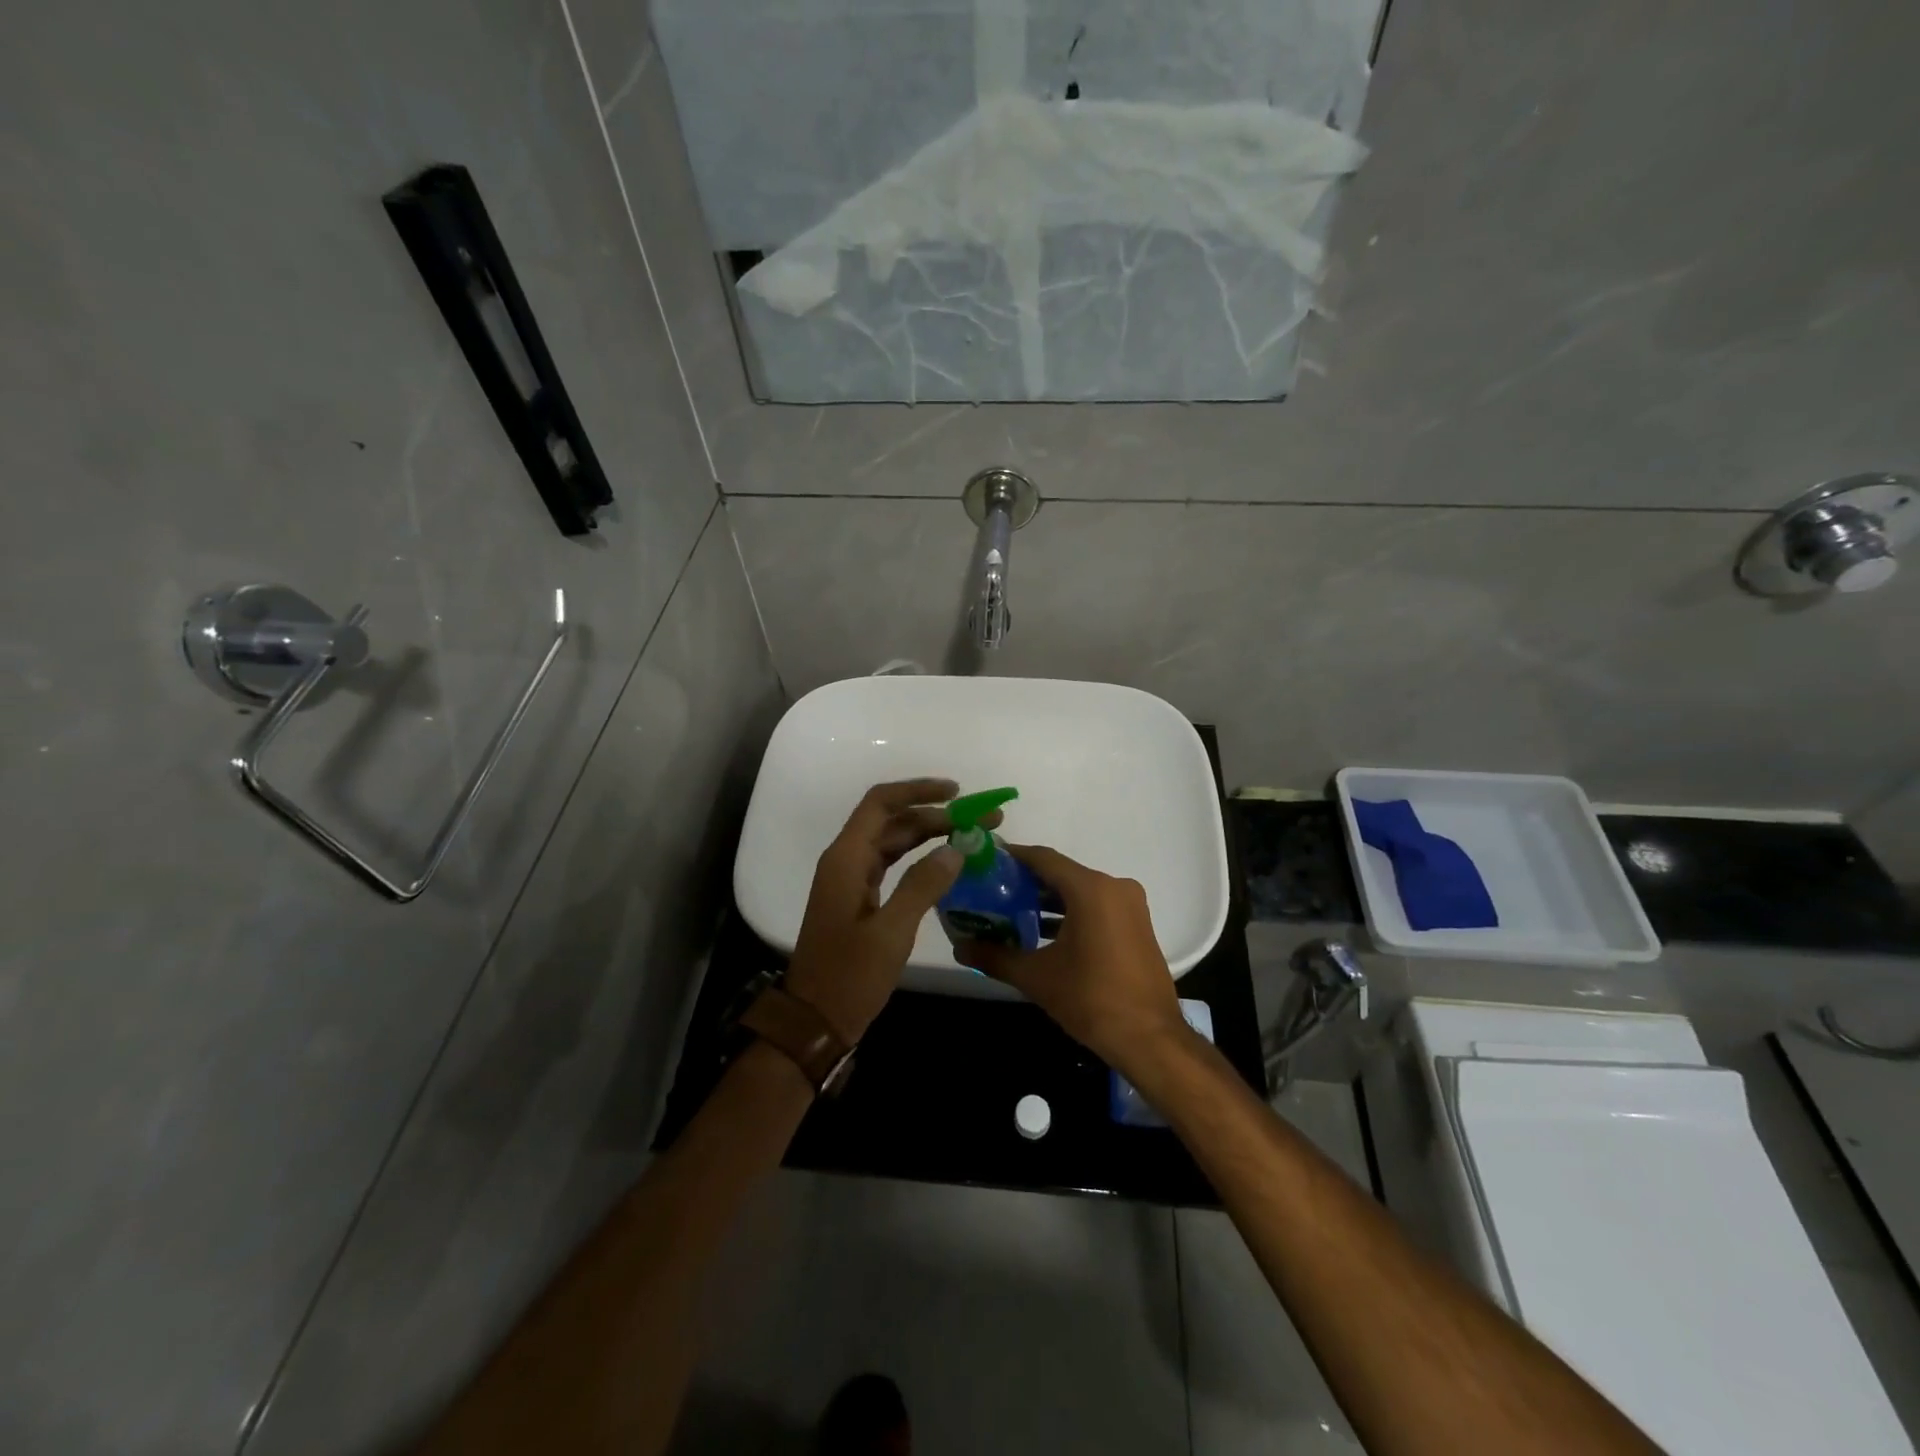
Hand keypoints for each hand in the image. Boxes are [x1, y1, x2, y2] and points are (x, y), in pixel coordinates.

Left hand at [785, 778, 993, 1043]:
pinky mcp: (860, 899)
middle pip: (892, 821)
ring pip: (894, 842)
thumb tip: (956, 848)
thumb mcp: (891, 932)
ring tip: (972, 836)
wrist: (815, 1022)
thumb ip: (922, 885)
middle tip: (981, 821)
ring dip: (930, 835)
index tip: (956, 792)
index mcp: (846, 859)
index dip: (917, 790)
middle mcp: (846, 860)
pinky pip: (892, 864)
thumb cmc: (849, 977)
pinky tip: (947, 864)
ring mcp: (851, 880)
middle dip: (936, 815)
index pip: (881, 803)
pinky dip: (920, 859)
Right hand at [955, 845, 1189, 1074]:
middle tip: (991, 892)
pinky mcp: (1137, 925)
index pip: (1043, 858)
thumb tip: (959, 947)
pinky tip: (1043, 933)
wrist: (1150, 1039)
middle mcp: (1113, 887)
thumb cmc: (1091, 999)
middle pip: (1061, 873)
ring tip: (1011, 913)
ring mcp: (1130, 906)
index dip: (1012, 857)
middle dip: (1026, 882)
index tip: (985, 862)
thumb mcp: (1036, 977)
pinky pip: (1096, 906)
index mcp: (1090, 889)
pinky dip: (1070, 913)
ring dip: (1048, 901)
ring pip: (1079, 891)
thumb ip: (995, 956)